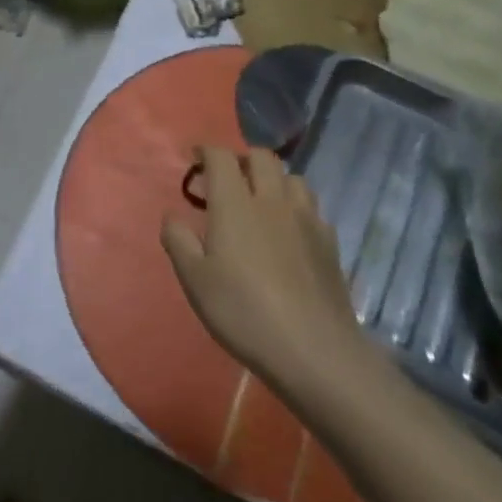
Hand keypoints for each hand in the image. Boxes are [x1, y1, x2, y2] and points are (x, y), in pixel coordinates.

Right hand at [162, 146, 377, 397]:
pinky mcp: (329, 243)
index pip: (222, 156)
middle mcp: (272, 200)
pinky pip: (312, 207)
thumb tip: (172, 215)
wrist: (314, 351)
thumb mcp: (195, 280)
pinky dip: (295, 206)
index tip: (195, 158)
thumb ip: (178, 240)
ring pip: (292, 178)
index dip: (206, 150)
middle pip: (262, 157)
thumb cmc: (244, 312)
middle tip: (227, 179)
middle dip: (241, 159)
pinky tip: (289, 230)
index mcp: (235, 203)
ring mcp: (306, 220)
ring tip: (261, 200)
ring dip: (273, 179)